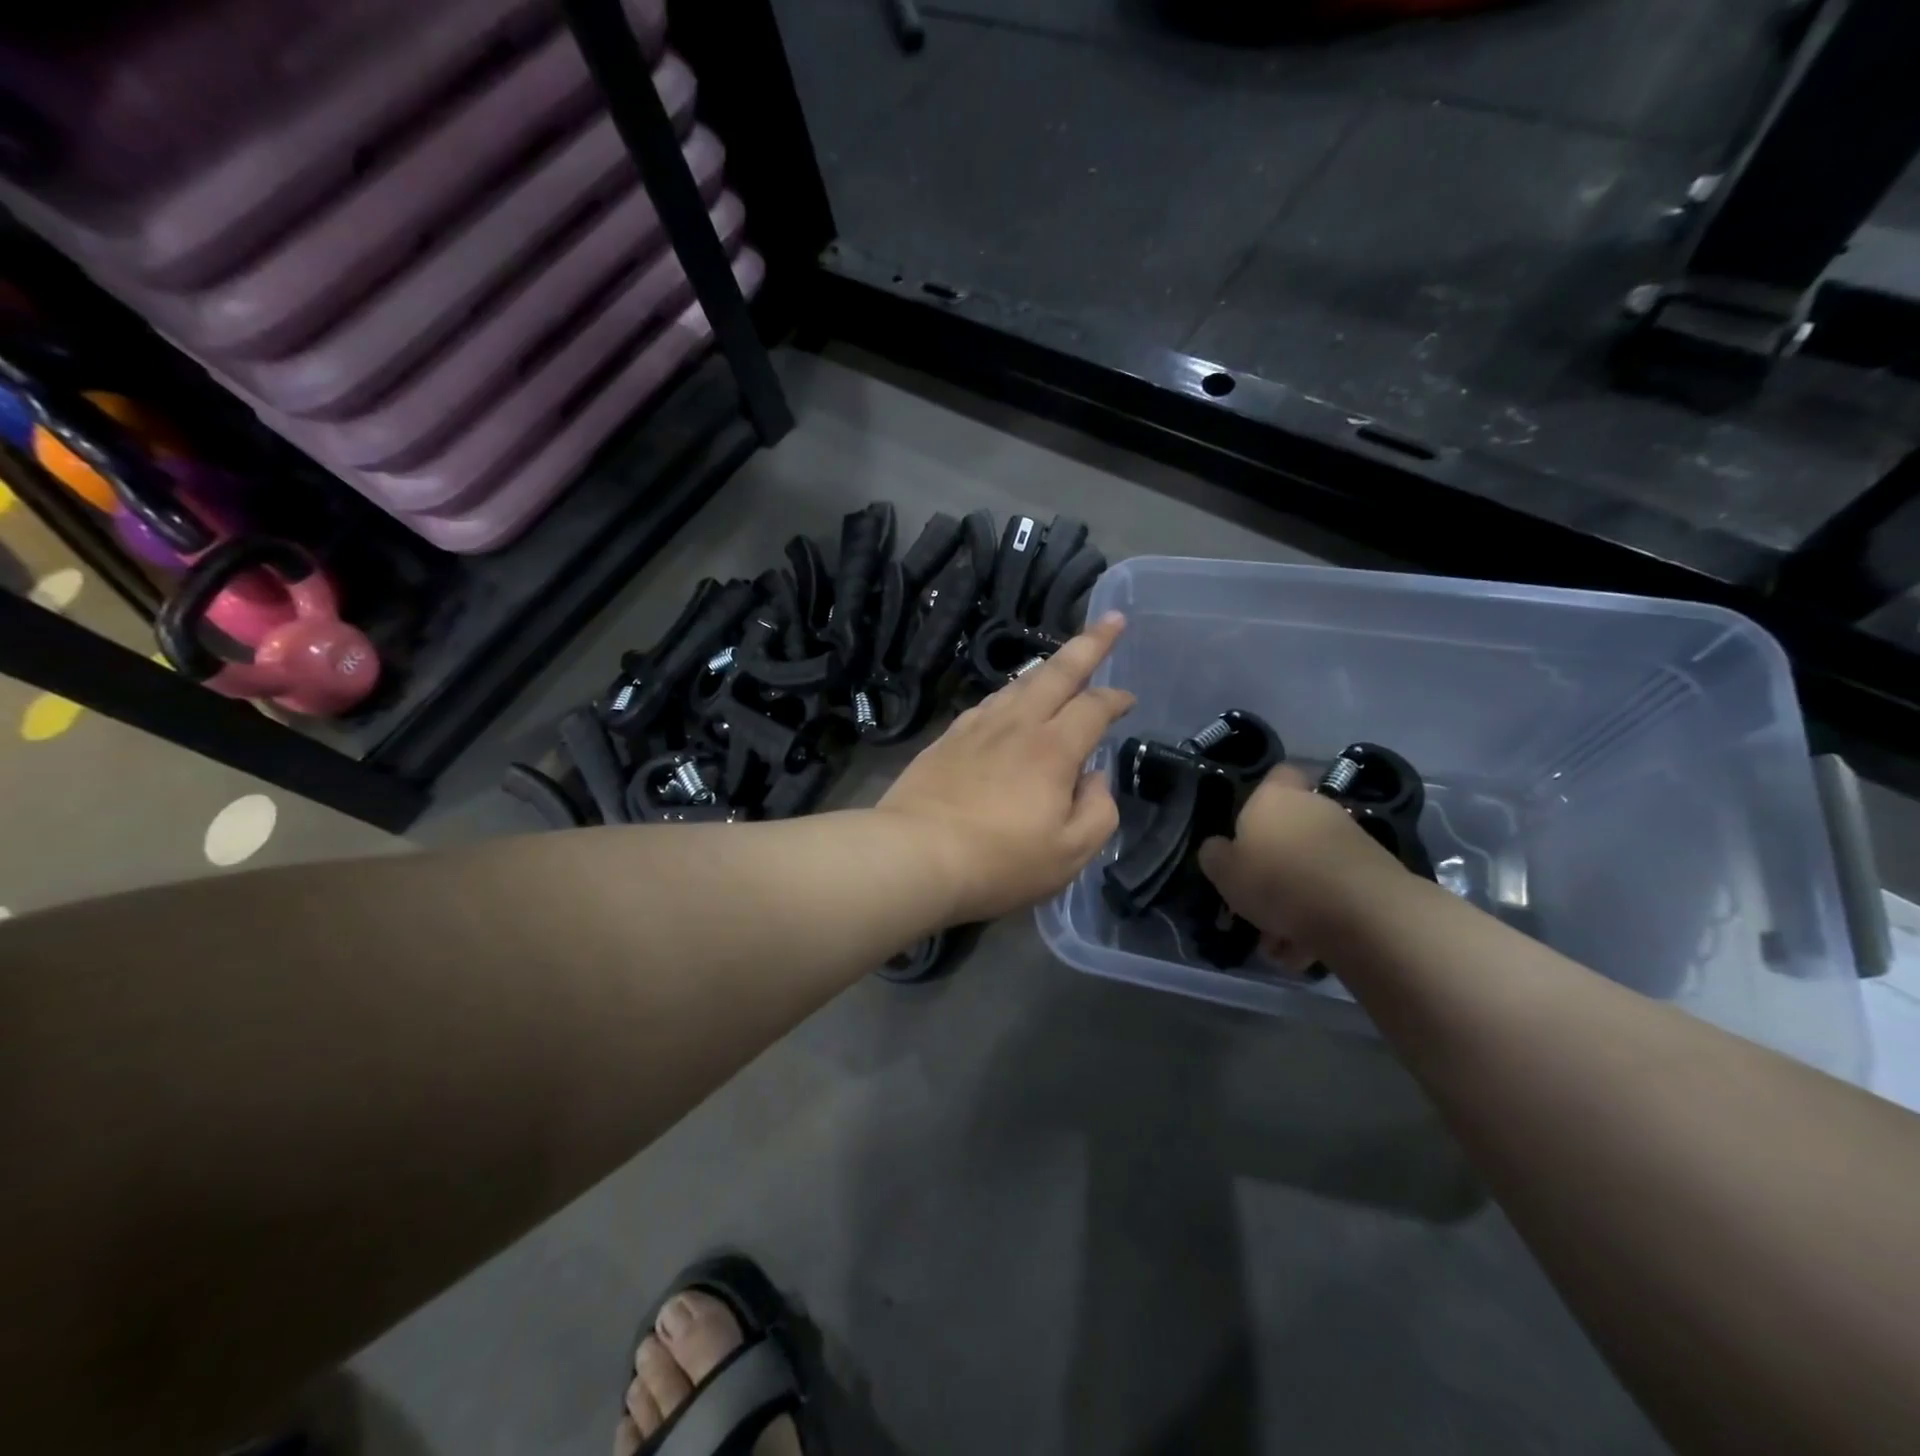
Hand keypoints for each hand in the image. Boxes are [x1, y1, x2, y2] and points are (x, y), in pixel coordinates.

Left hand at [878, 614, 1134, 923]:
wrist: (914, 856)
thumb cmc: (999, 862)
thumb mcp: (1069, 854)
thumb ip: (1098, 811)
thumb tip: (1094, 778)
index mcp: (1053, 749)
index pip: (1094, 707)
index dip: (1116, 698)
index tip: (1128, 698)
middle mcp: (1017, 725)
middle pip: (1058, 672)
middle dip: (1089, 644)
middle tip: (1111, 621)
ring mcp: (977, 728)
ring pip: (1018, 684)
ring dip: (1046, 669)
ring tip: (1060, 663)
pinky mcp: (946, 739)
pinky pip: (987, 704)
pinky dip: (1009, 695)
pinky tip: (1008, 703)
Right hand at [1198, 769, 1404, 971]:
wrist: (1363, 913)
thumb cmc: (1278, 880)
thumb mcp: (1225, 872)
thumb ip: (1216, 856)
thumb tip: (1220, 849)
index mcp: (1275, 798)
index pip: (1277, 774)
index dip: (1263, 796)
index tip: (1249, 827)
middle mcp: (1315, 808)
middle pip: (1291, 830)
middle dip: (1275, 865)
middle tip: (1257, 900)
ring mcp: (1350, 839)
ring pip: (1311, 869)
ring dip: (1295, 901)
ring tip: (1280, 943)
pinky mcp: (1374, 872)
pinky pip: (1334, 893)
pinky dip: (1320, 917)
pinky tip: (1306, 951)